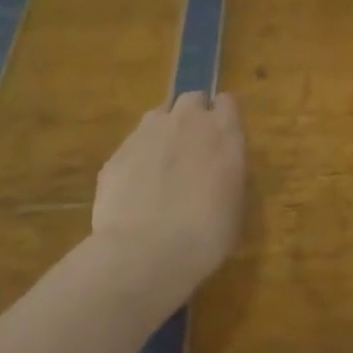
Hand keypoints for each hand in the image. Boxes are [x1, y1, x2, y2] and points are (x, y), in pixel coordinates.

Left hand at [92, 92, 245, 295]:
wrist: (145, 253)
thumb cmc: (206, 235)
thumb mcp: (234, 203)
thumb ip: (228, 172)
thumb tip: (218, 169)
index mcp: (223, 131)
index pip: (226, 102)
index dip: (222, 117)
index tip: (222, 137)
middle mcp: (187, 120)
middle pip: (191, 99)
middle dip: (193, 117)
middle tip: (193, 149)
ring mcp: (148, 133)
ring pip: (158, 116)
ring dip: (164, 132)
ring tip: (162, 166)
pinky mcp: (117, 153)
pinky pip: (132, 145)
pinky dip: (137, 159)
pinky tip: (136, 189)